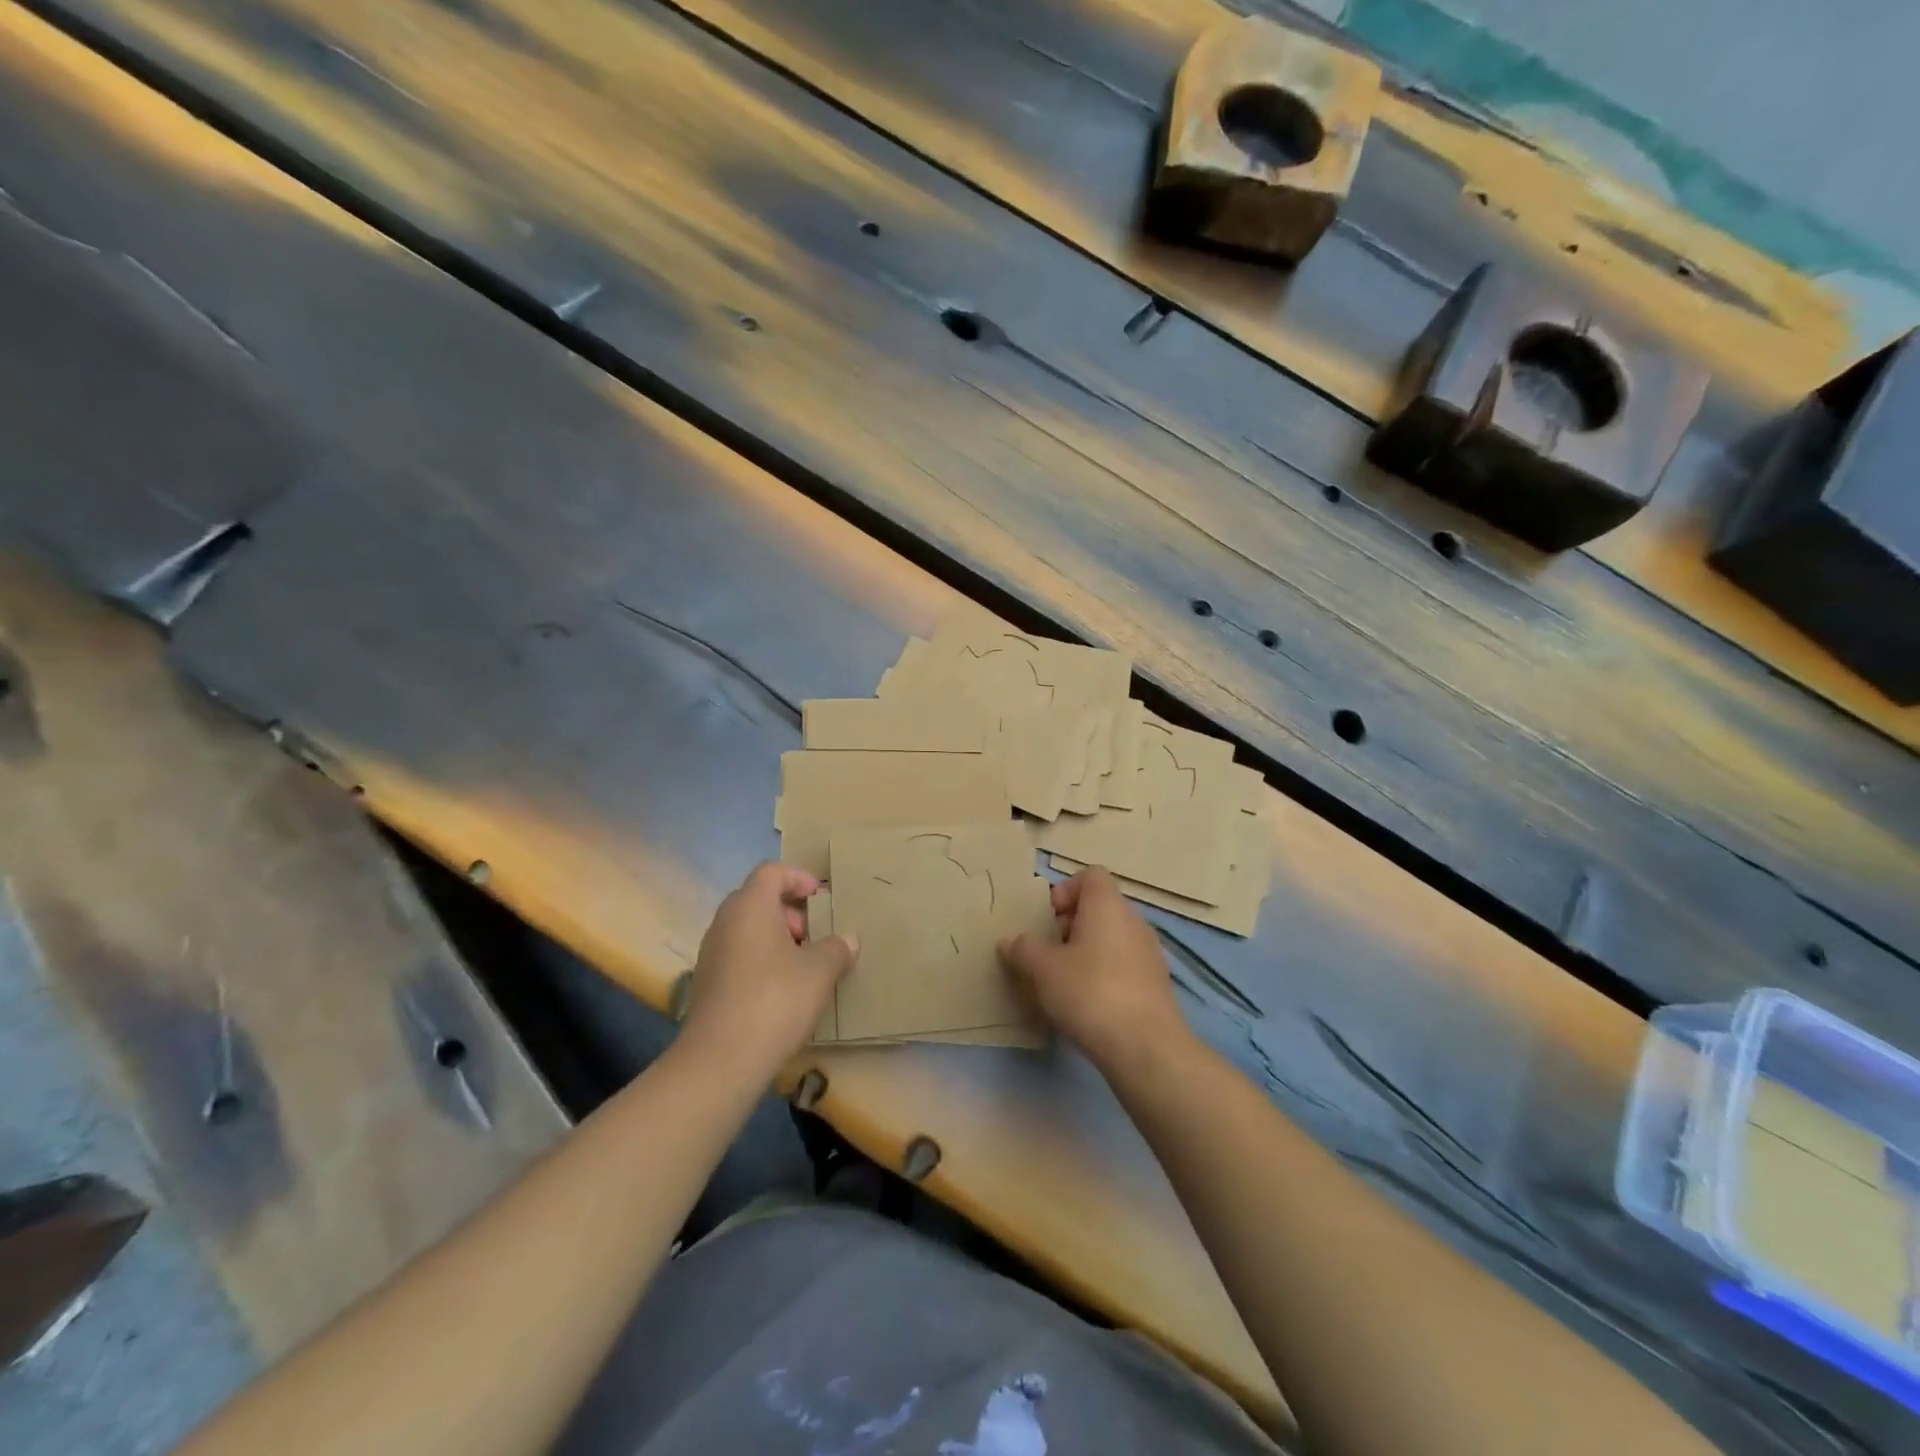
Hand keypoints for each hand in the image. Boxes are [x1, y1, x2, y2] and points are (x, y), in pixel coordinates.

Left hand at [680, 863, 857, 1076]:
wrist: (721, 1059)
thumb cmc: (775, 1000)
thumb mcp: (819, 972)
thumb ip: (836, 949)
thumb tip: (847, 940)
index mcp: (750, 906)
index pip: (771, 872)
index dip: (798, 878)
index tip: (821, 899)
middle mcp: (725, 921)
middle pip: (758, 898)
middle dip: (790, 911)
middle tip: (815, 935)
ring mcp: (711, 952)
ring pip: (747, 929)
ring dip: (776, 938)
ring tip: (804, 964)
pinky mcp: (707, 982)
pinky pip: (738, 954)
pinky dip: (761, 959)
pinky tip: (783, 990)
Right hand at [998, 867, 1186, 1076]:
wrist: (1146, 1048)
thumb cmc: (1090, 993)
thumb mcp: (1043, 969)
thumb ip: (1023, 949)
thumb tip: (1010, 940)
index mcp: (1108, 905)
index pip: (1090, 875)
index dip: (1065, 890)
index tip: (1048, 920)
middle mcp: (1133, 921)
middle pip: (1099, 908)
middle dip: (1069, 926)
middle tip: (1048, 955)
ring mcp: (1149, 954)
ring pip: (1110, 939)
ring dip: (1085, 953)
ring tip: (1063, 984)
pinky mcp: (1156, 985)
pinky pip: (1123, 966)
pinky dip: (1103, 975)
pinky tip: (1087, 1006)